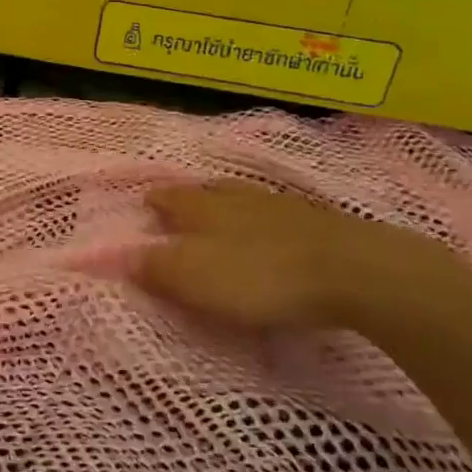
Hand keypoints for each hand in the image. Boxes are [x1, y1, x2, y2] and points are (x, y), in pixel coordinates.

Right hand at [135, 182, 452, 332]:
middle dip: (192, 198)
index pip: (170, 199)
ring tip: (223, 215)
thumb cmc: (260, 276)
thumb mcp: (196, 279)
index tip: (145, 204)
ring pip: (244, 199)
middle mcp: (237, 198)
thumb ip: (156, 268)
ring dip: (229, 205)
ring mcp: (280, 207)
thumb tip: (119, 256)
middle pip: (207, 191)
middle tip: (180, 206)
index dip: (155, 202)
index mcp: (203, 208)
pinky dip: (264, 221)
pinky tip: (271, 233)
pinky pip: (276, 215)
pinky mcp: (316, 222)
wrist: (353, 271)